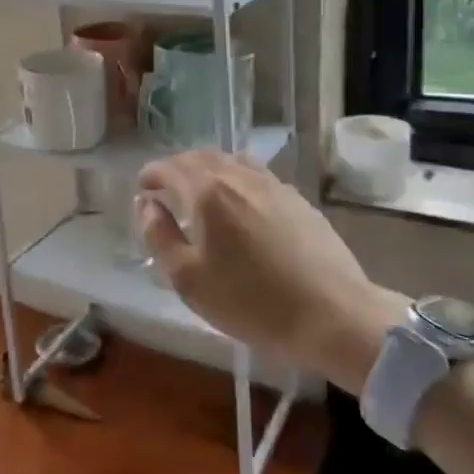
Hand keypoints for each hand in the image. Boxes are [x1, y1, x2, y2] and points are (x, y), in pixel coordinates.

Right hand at [137, 151, 406, 393]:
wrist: (332, 316)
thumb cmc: (250, 301)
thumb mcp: (188, 278)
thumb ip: (160, 235)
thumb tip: (147, 205)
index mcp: (207, 191)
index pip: (169, 167)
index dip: (150, 175)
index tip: (141, 190)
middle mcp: (239, 176)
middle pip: (200, 157)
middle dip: (177, 168)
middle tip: (166, 189)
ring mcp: (273, 185)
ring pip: (231, 162)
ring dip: (208, 170)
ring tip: (200, 192)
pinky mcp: (298, 200)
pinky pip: (256, 175)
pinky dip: (236, 179)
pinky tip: (240, 204)